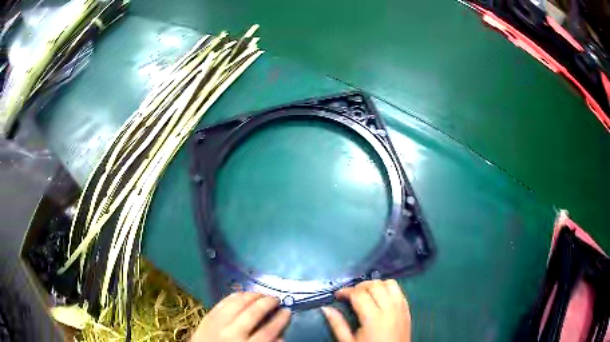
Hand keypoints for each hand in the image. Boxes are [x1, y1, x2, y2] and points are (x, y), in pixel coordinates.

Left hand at [190, 292, 290, 341]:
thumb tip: (281, 336)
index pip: (268, 331)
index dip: (280, 320)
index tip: (287, 311)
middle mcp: (233, 333)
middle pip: (253, 314)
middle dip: (267, 303)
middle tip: (275, 298)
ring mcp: (218, 323)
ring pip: (237, 304)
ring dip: (252, 296)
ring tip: (261, 293)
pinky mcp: (207, 317)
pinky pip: (222, 303)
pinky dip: (234, 296)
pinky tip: (242, 294)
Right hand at [322, 280, 410, 341]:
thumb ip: (338, 324)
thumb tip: (326, 309)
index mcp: (373, 318)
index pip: (359, 294)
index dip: (346, 291)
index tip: (338, 295)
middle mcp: (390, 309)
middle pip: (375, 285)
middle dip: (360, 286)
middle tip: (350, 295)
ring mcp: (401, 308)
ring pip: (390, 283)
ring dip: (377, 285)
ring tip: (366, 294)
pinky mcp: (407, 310)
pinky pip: (400, 291)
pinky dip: (389, 289)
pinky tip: (381, 298)